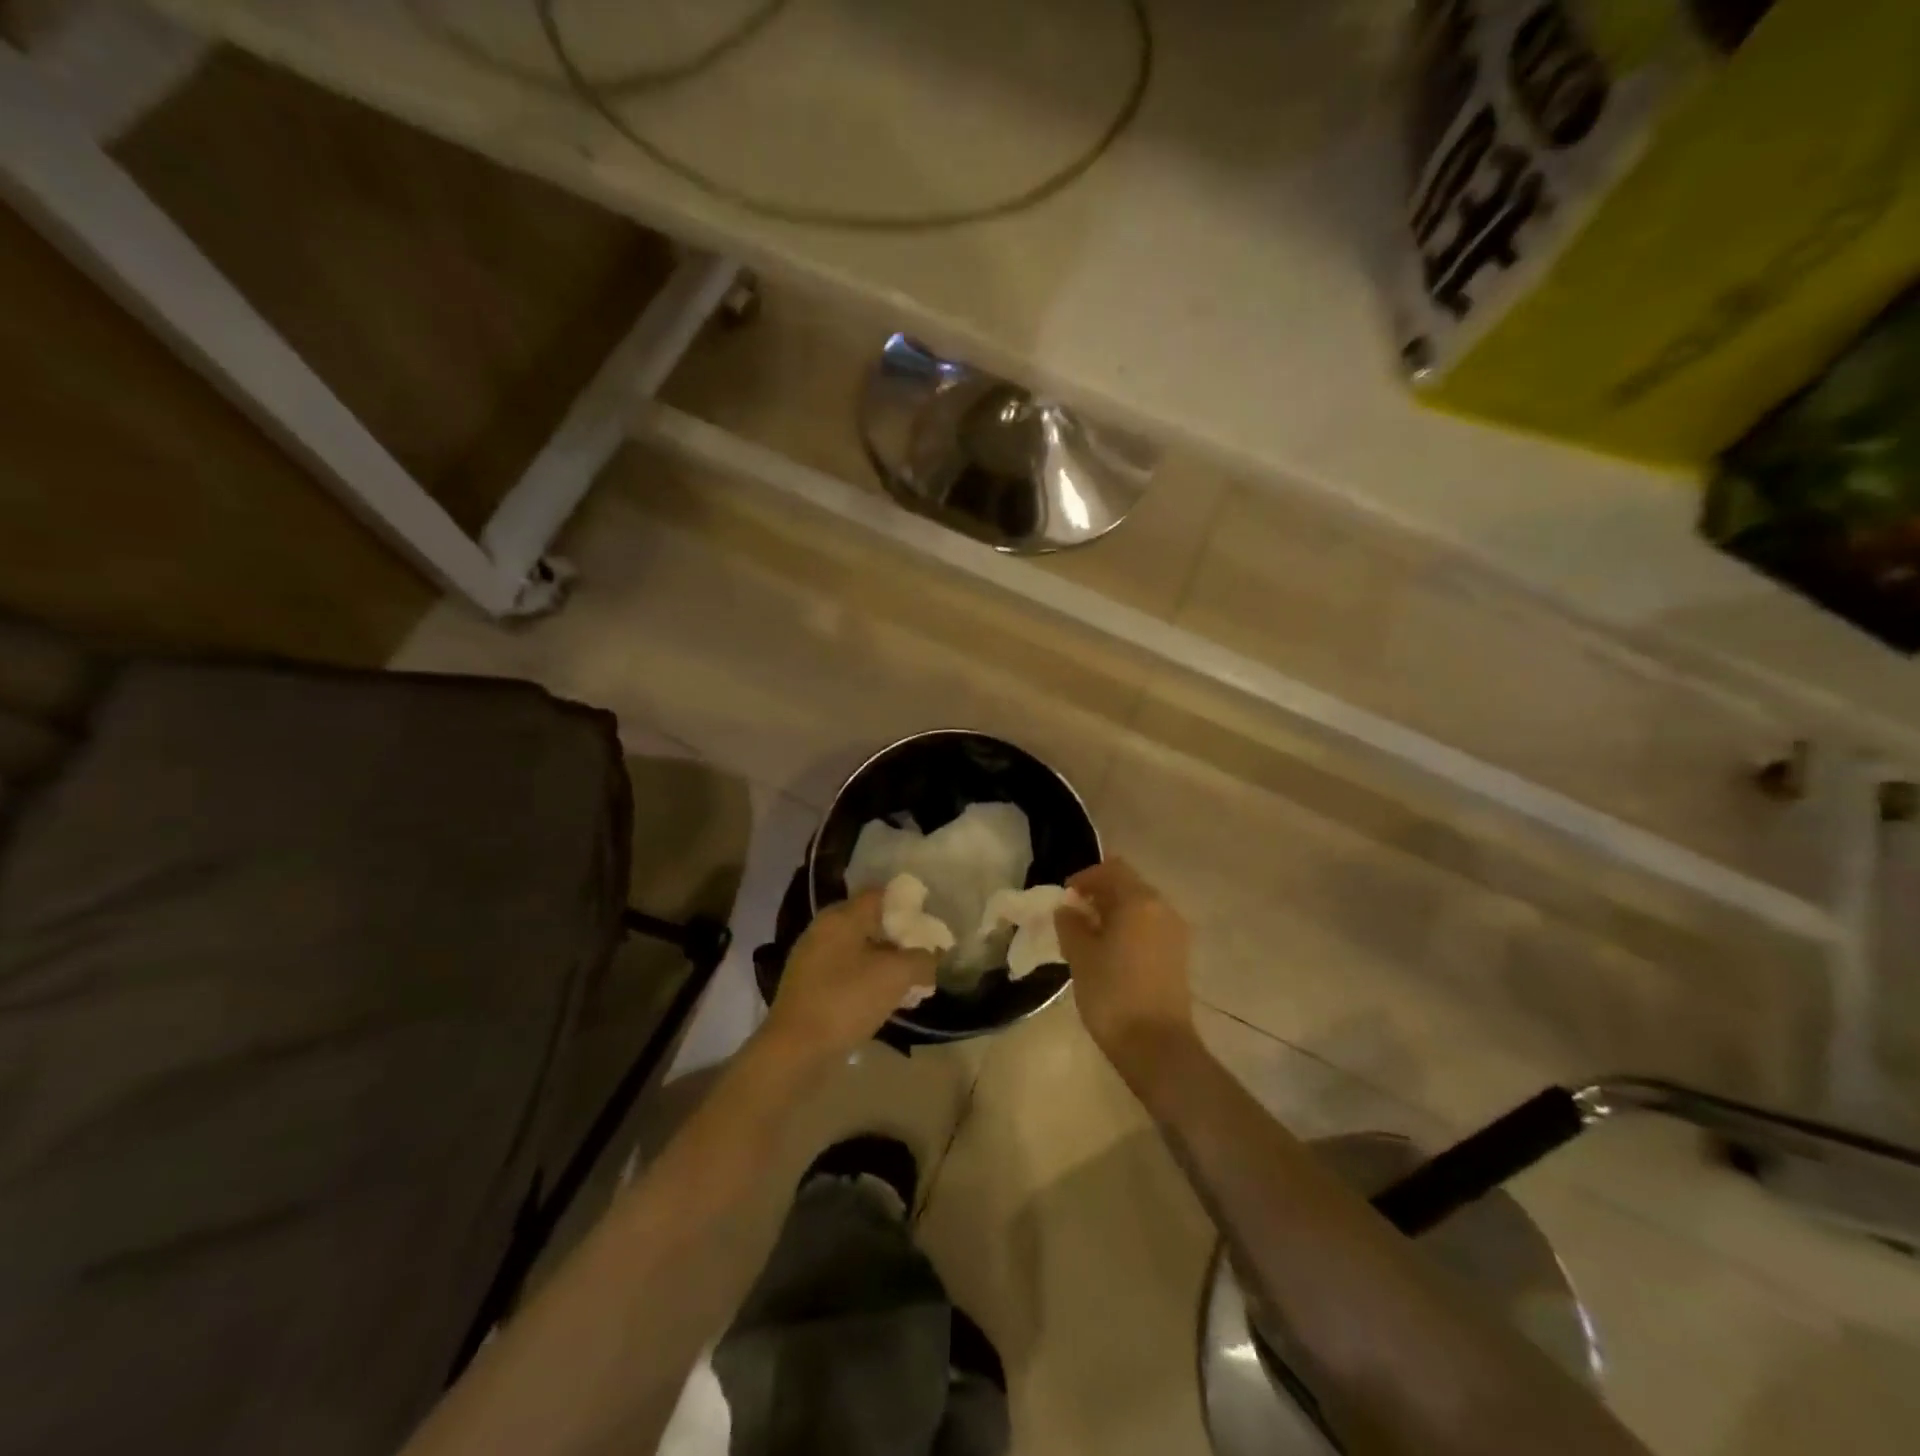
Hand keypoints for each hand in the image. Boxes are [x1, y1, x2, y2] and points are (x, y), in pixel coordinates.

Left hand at [764, 890, 936, 1066]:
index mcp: (841, 917)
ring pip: (860, 951)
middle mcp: (823, 930)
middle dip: (900, 939)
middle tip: (923, 957)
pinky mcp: (809, 988)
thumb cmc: (846, 1000)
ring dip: (886, 964)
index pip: (880, 894)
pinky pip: (847, 974)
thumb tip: (931, 957)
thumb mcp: (896, 976)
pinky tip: (886, 1003)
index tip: (929, 924)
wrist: (795, 1051)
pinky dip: (868, 982)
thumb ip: (921, 960)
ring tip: (910, 985)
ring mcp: (813, 959)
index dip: (908, 905)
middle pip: (870, 923)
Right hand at [1055, 860, 1195, 1084]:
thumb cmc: (1113, 994)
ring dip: (1114, 913)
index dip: (1085, 877)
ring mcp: (1175, 933)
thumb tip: (1068, 909)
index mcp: (1140, 900)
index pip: (1111, 869)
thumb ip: (1071, 924)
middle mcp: (1163, 908)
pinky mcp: (1178, 956)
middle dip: (1099, 895)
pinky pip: (1149, 928)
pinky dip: (1128, 930)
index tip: (1065, 897)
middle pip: (1128, 886)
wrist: (1157, 1046)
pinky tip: (1109, 954)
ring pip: (1140, 908)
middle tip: (1073, 917)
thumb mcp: (1080, 955)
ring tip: (1088, 937)